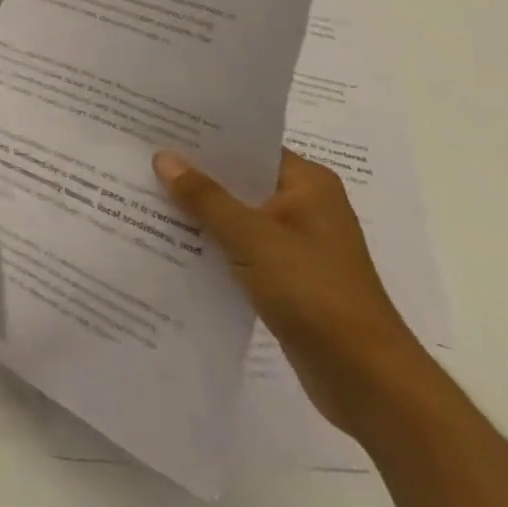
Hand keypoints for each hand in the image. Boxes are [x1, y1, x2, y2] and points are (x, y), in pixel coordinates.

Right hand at [153, 148, 428, 439]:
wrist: (368, 382)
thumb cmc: (315, 293)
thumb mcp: (252, 237)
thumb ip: (205, 196)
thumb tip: (163, 156)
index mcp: (308, 184)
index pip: (247, 144)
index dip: (203, 135)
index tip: (158, 124)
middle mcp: (304, 206)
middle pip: (238, 178)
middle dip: (193, 173)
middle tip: (140, 154)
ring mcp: (296, 243)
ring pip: (235, 213)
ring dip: (198, 209)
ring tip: (142, 190)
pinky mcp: (285, 277)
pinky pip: (238, 245)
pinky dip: (209, 241)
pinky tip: (168, 237)